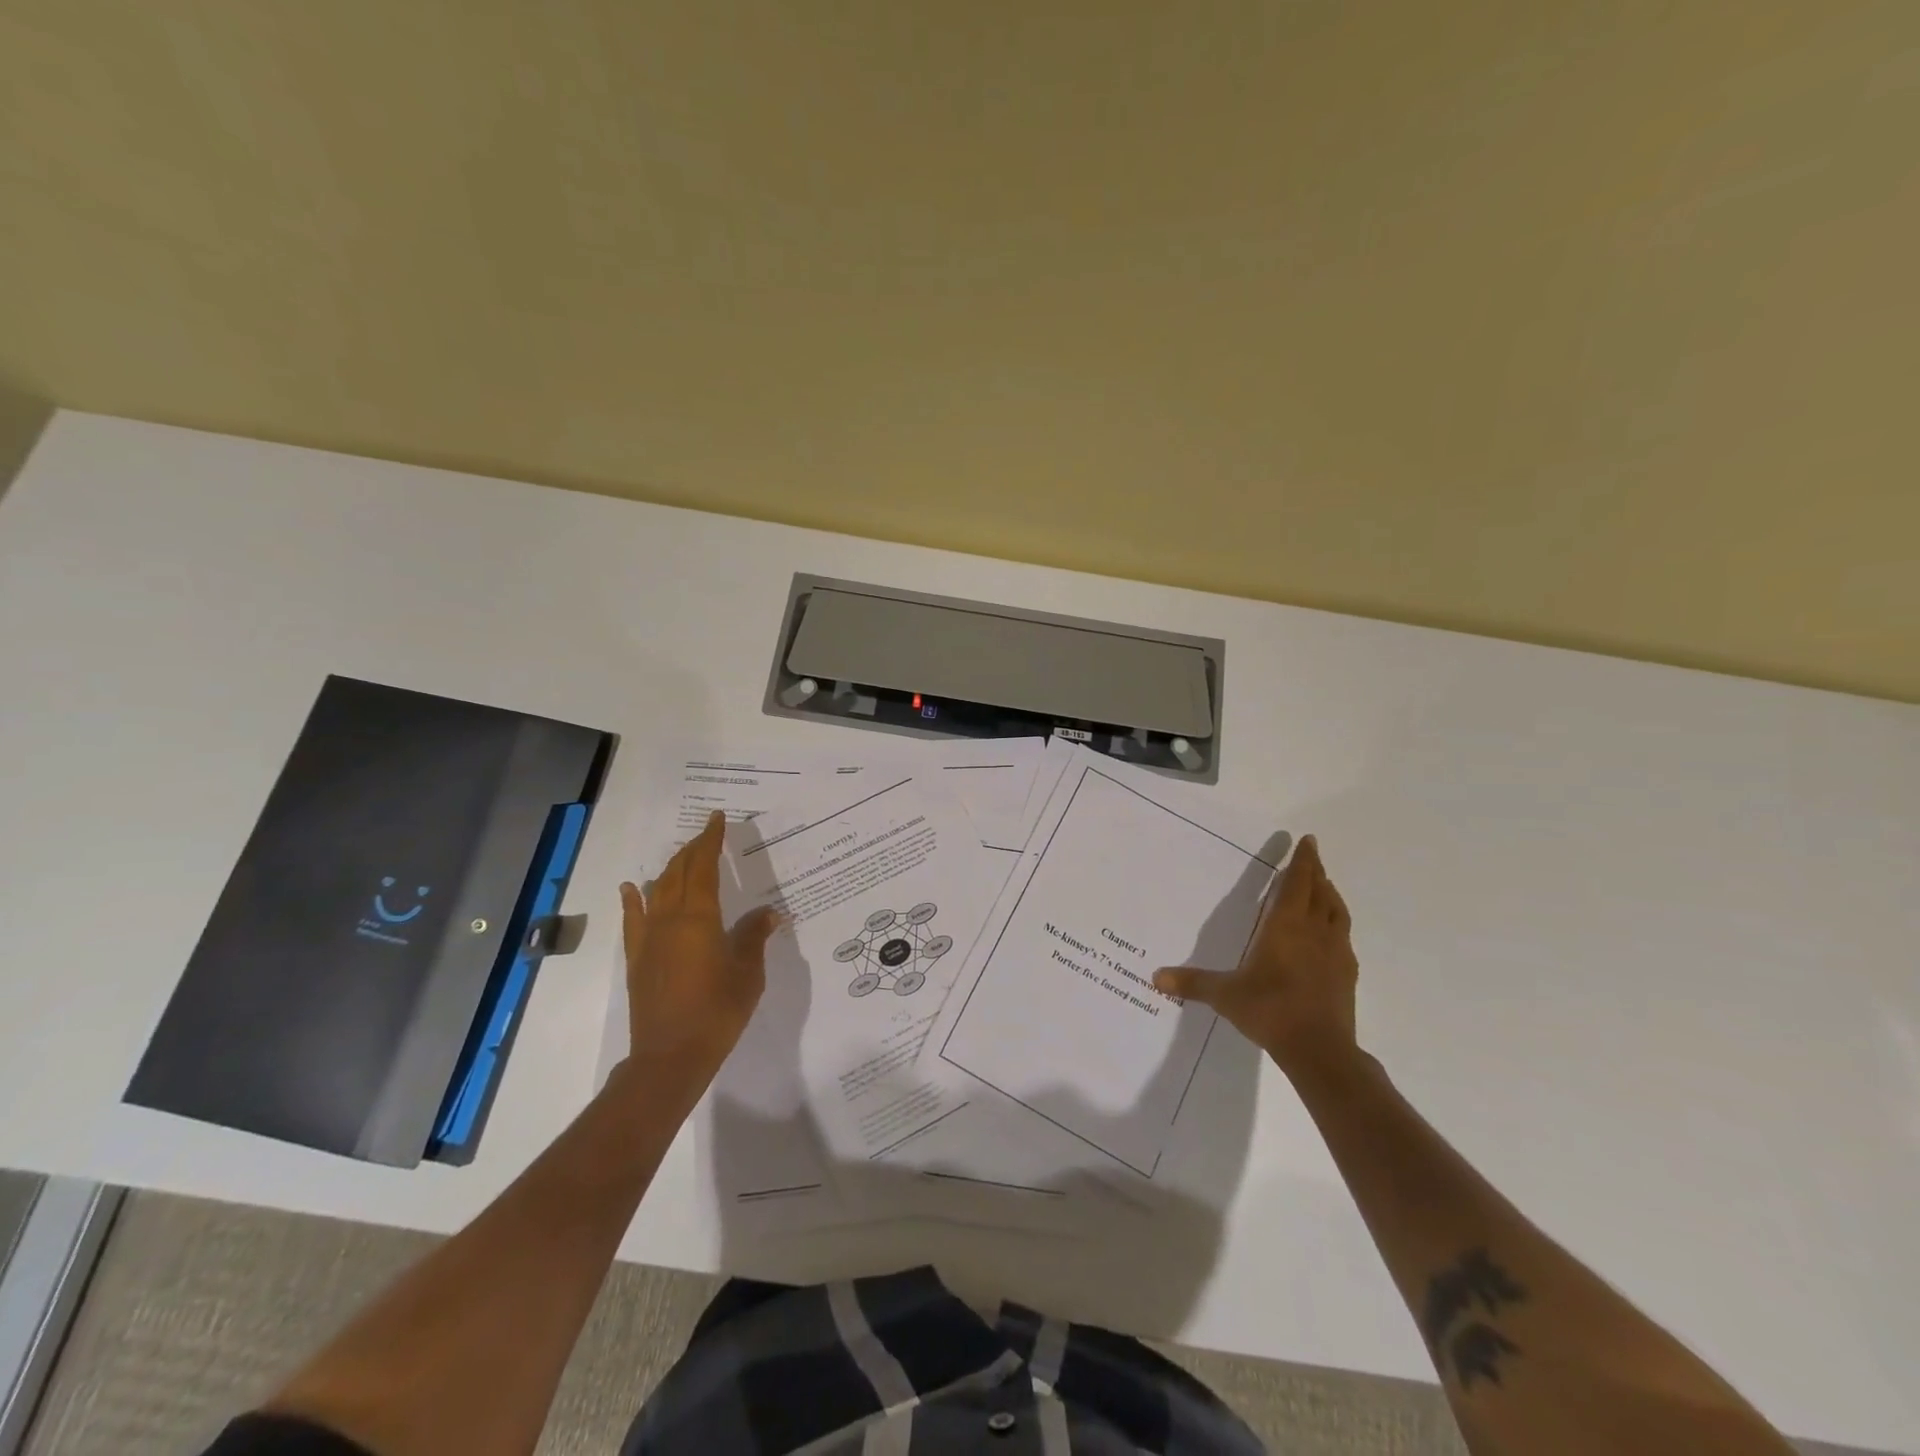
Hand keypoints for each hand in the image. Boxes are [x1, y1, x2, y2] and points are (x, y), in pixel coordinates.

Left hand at [619, 811, 781, 1082]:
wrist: (670, 1056)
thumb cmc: (718, 1012)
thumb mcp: (748, 973)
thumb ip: (754, 937)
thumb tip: (767, 913)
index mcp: (700, 918)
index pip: (704, 867)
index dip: (711, 840)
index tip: (717, 818)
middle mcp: (670, 919)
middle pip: (679, 872)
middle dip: (693, 848)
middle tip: (707, 833)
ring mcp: (649, 939)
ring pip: (657, 890)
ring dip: (670, 868)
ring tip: (682, 855)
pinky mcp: (638, 959)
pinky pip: (633, 920)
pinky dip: (633, 899)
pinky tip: (632, 888)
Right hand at [1153, 834, 1358, 1076]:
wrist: (1320, 1050)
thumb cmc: (1270, 1010)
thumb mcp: (1224, 995)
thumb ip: (1192, 982)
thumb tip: (1155, 977)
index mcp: (1285, 926)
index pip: (1297, 883)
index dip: (1303, 860)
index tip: (1308, 841)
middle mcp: (1314, 931)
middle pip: (1320, 891)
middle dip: (1316, 871)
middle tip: (1312, 857)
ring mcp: (1335, 952)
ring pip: (1337, 912)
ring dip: (1330, 895)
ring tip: (1325, 887)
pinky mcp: (1347, 974)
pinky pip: (1343, 937)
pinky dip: (1336, 925)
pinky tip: (1330, 935)